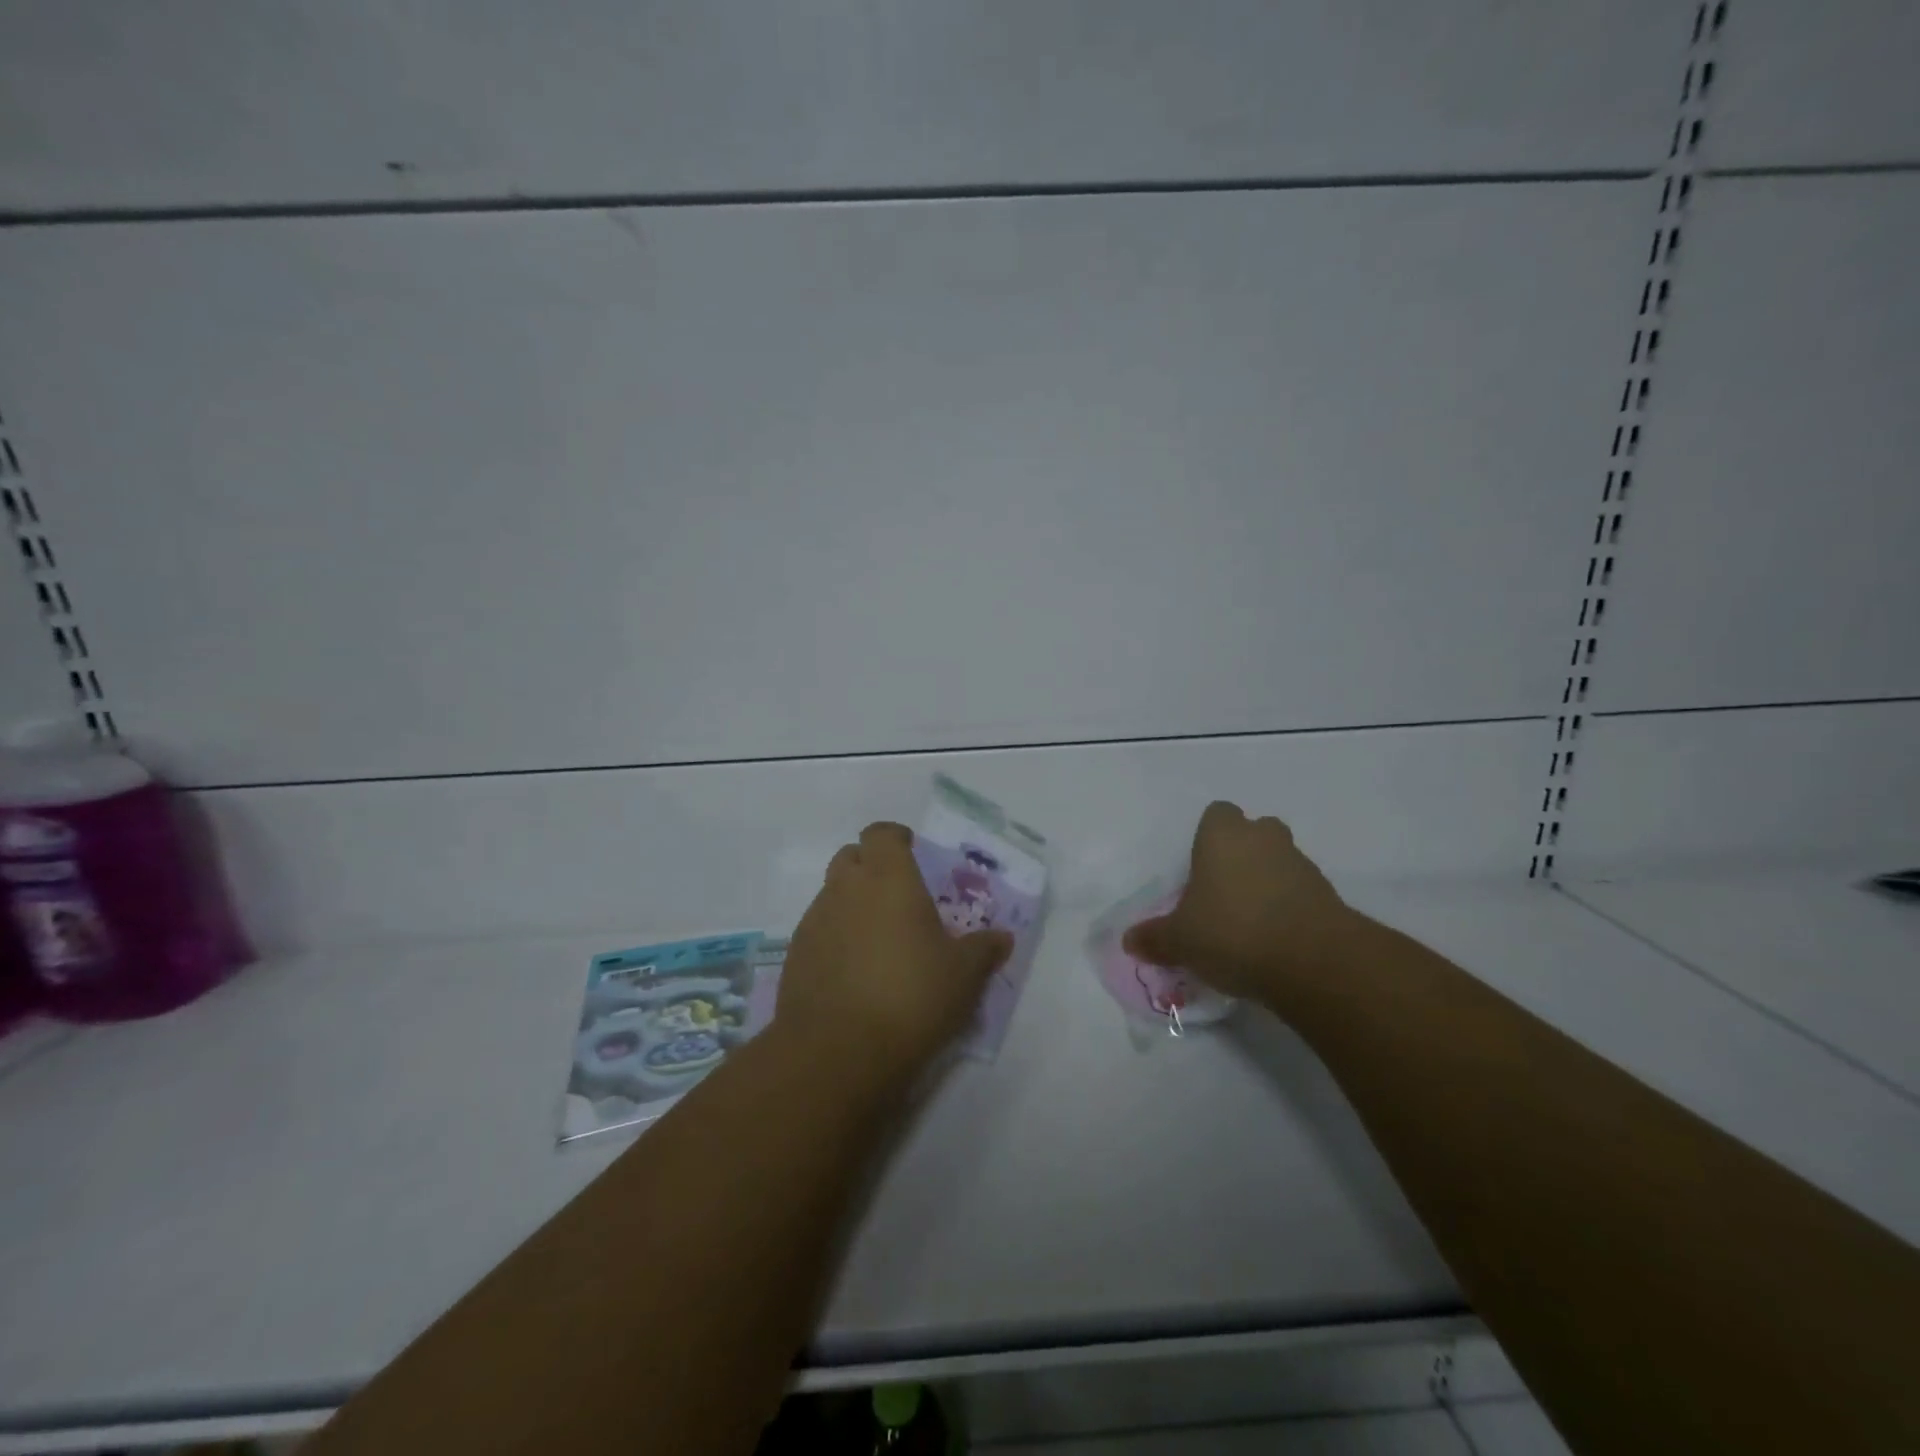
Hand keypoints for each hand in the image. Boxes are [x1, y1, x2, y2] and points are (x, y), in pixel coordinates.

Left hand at [777, 821, 1012, 1084]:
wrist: (838, 1051)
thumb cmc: (911, 996)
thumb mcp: (963, 975)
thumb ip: (983, 950)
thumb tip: (1002, 938)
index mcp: (888, 878)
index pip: (881, 834)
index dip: (895, 837)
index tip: (912, 850)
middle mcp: (846, 889)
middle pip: (851, 857)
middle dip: (871, 866)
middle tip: (897, 894)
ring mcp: (815, 920)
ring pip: (832, 893)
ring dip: (852, 902)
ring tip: (878, 938)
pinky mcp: (795, 955)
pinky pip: (818, 929)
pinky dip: (835, 936)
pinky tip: (854, 970)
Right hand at [1123, 801, 1365, 1008]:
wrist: (1314, 961)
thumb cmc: (1232, 932)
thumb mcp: (1180, 941)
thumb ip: (1155, 938)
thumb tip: (1129, 941)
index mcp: (1222, 836)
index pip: (1216, 814)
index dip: (1207, 837)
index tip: (1199, 868)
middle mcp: (1263, 839)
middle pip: (1253, 832)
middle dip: (1241, 854)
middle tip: (1222, 891)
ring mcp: (1300, 864)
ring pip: (1279, 861)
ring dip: (1267, 882)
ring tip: (1248, 922)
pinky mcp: (1328, 894)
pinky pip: (1300, 892)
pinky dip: (1289, 907)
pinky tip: (1274, 940)